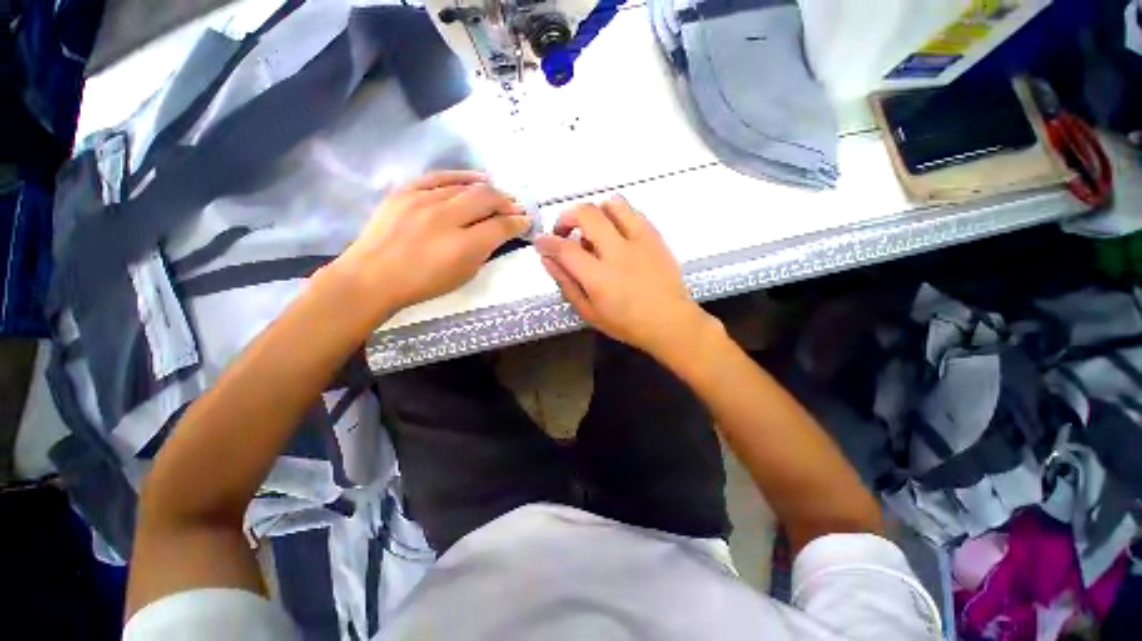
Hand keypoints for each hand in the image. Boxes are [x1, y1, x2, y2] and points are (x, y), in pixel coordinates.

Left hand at [332, 171, 528, 317]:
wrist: (373, 277)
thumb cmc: (423, 284)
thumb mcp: (463, 275)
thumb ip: (484, 251)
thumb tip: (499, 233)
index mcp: (463, 247)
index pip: (500, 226)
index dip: (518, 222)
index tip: (525, 221)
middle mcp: (446, 219)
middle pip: (486, 199)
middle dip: (507, 202)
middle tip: (515, 207)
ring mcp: (423, 201)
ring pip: (466, 186)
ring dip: (488, 190)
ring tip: (499, 195)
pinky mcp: (406, 191)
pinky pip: (439, 176)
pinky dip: (461, 176)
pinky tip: (477, 177)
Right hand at [535, 196, 711, 357]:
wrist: (670, 321)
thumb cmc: (627, 323)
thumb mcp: (589, 312)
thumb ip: (567, 284)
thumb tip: (548, 260)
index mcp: (599, 277)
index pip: (564, 248)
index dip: (546, 242)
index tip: (540, 242)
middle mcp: (617, 252)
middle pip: (586, 214)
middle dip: (566, 217)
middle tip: (563, 232)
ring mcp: (639, 240)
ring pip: (612, 204)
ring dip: (594, 212)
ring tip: (591, 229)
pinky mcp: (654, 236)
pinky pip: (633, 211)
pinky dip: (616, 215)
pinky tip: (615, 232)